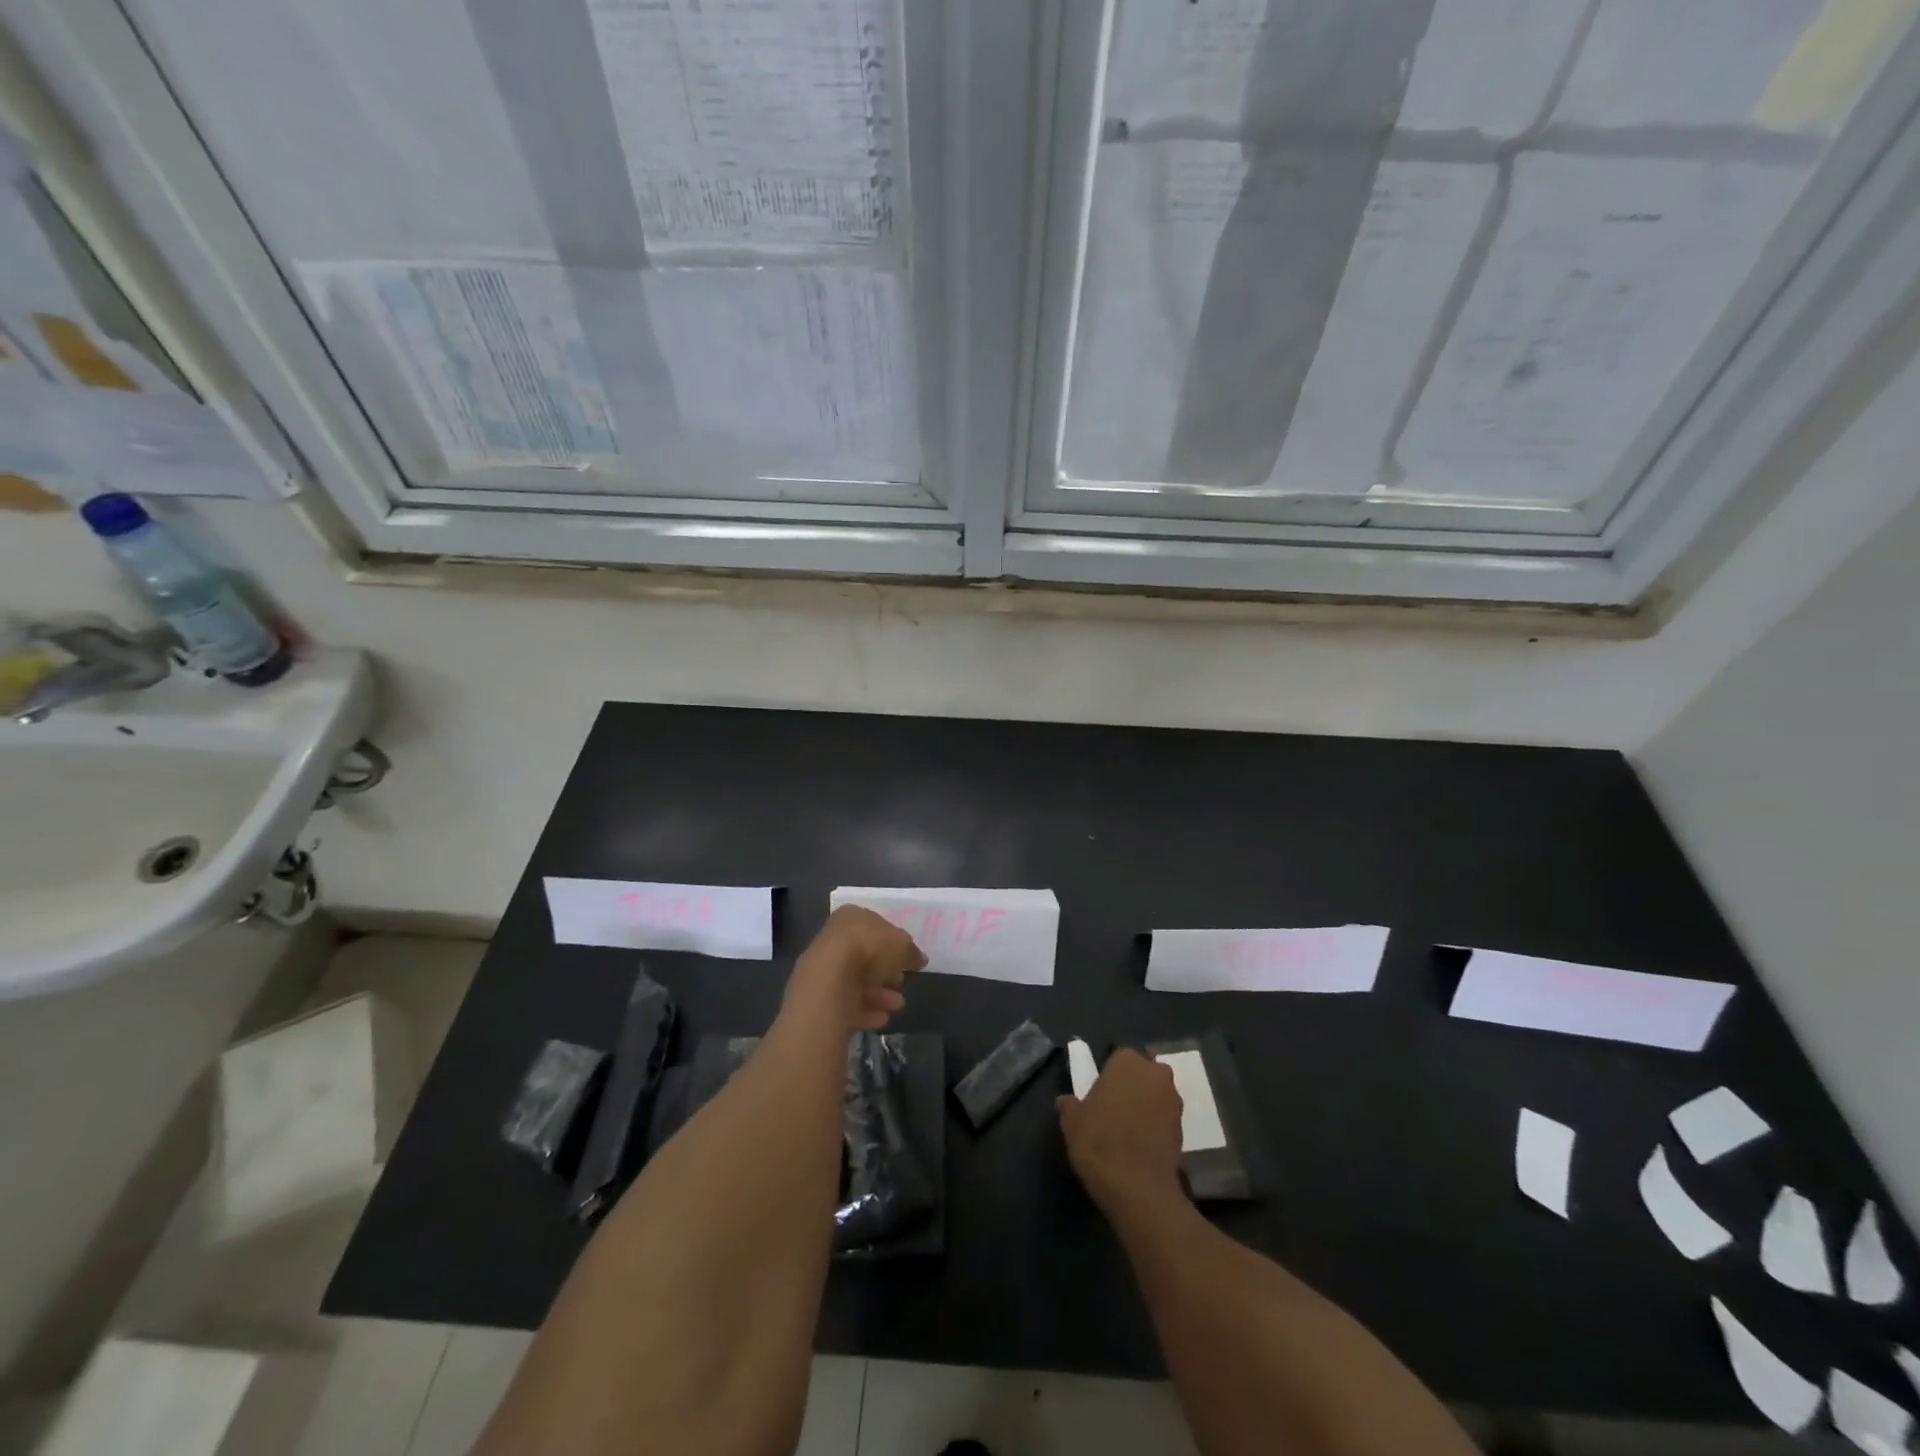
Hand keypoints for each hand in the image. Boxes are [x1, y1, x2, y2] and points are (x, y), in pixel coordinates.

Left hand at [783, 905, 925, 1031]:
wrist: (830, 980)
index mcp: (851, 916)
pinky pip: (846, 1002)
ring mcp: (823, 967)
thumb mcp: (903, 945)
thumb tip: (919, 959)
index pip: (875, 927)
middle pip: (864, 956)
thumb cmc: (869, 949)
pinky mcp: (818, 995)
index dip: (893, 943)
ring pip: (856, 981)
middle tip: (902, 983)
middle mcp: (834, 938)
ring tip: (898, 1004)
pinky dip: (864, 1010)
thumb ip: (912, 952)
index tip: (906, 960)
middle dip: (886, 972)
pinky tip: (881, 1018)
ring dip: (879, 994)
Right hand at [1057, 1049, 1185, 1211]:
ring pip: (1156, 1096)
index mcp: (1127, 1061)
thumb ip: (1070, 1105)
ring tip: (1128, 1131)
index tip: (1099, 1096)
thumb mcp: (1072, 1122)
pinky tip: (1141, 1145)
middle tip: (1113, 1110)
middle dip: (1132, 1087)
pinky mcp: (1184, 1128)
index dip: (1109, 1077)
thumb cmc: (1100, 1142)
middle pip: (1141, 1074)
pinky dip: (1156, 1127)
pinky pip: (1165, 1119)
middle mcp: (1155, 1072)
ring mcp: (1173, 1100)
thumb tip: (1066, 1101)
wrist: (1138, 1188)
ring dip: (1146, 1106)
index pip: (1117, 1059)